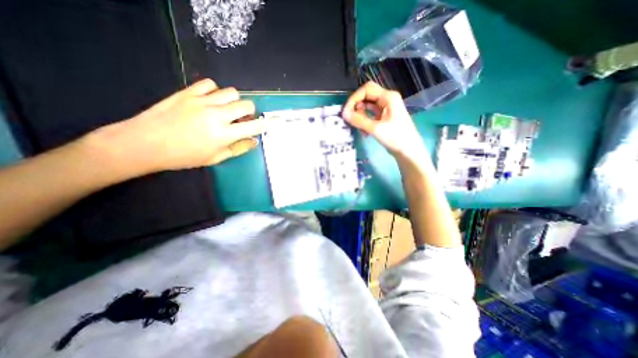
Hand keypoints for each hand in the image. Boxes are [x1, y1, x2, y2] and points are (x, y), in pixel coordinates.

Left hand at [84, 80, 263, 177]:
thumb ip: (238, 148)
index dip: (263, 124)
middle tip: (242, 118)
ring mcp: (202, 101)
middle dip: (250, 111)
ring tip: (226, 109)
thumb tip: (254, 140)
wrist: (145, 143)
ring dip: (234, 101)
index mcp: (224, 134)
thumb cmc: (184, 156)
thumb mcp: (216, 158)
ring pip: (231, 92)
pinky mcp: (188, 92)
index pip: (253, 126)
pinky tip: (210, 100)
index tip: (265, 124)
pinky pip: (210, 84)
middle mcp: (217, 115)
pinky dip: (215, 91)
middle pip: (246, 104)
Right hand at [342, 81, 425, 158]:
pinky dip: (365, 121)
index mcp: (388, 97)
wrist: (408, 151)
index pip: (366, 89)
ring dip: (360, 116)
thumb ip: (359, 120)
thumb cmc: (395, 138)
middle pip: (366, 96)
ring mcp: (385, 108)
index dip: (354, 98)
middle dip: (356, 107)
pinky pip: (370, 115)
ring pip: (367, 106)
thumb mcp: (376, 129)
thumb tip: (344, 114)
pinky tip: (365, 133)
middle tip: (351, 119)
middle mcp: (386, 99)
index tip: (346, 112)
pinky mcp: (383, 117)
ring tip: (359, 128)